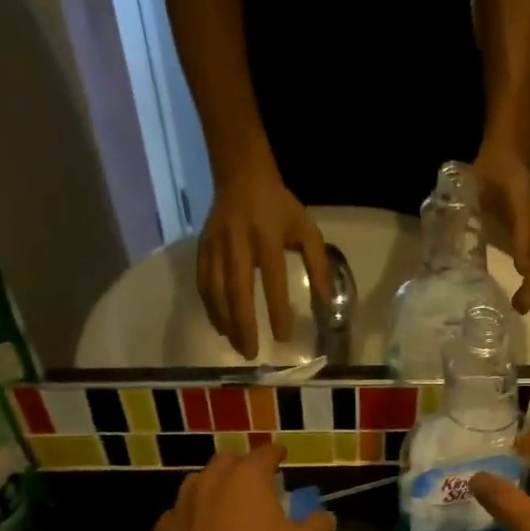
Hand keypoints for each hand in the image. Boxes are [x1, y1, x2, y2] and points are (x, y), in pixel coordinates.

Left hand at [148, 444, 335, 530]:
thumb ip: (319, 527)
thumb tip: (324, 516)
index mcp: (248, 478)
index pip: (265, 453)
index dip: (276, 453)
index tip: (282, 455)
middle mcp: (212, 480)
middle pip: (228, 461)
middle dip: (243, 465)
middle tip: (255, 480)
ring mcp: (183, 503)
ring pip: (200, 483)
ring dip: (214, 488)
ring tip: (226, 503)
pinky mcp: (165, 528)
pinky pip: (182, 514)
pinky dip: (194, 518)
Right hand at [197, 162, 330, 359]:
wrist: (241, 176)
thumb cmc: (279, 207)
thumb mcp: (307, 229)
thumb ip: (318, 264)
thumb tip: (326, 300)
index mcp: (267, 237)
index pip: (272, 280)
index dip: (277, 309)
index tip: (283, 337)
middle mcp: (238, 243)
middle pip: (237, 290)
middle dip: (243, 325)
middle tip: (251, 353)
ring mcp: (216, 246)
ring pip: (215, 290)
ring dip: (225, 322)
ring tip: (237, 345)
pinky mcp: (202, 248)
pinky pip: (203, 283)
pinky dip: (211, 308)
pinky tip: (221, 327)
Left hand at [472, 141, 529, 313]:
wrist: (511, 152)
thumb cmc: (488, 170)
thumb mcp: (471, 181)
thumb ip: (458, 203)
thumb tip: (442, 234)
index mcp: (519, 194)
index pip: (524, 222)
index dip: (523, 245)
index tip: (520, 271)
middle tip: (519, 306)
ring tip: (521, 307)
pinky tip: (521, 296)